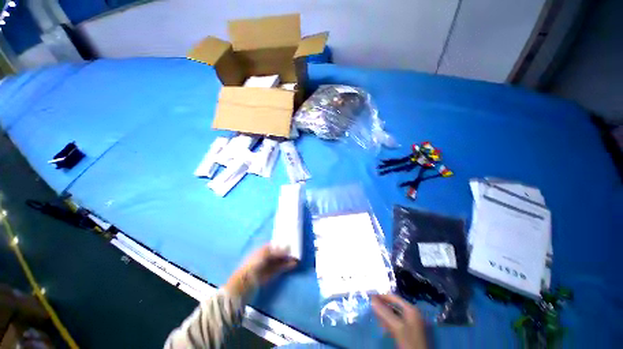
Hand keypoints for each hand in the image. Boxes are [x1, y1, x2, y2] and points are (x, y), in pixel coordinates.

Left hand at [225, 245, 296, 298]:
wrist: (244, 285)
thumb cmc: (252, 265)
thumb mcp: (264, 254)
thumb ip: (277, 251)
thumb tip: (288, 247)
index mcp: (261, 250)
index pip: (273, 245)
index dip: (281, 244)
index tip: (290, 243)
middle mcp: (265, 257)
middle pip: (277, 253)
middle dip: (286, 252)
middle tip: (296, 252)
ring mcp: (267, 266)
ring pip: (279, 261)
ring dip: (288, 260)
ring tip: (297, 259)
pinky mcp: (270, 275)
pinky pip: (280, 269)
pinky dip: (286, 266)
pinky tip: (293, 265)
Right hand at [371, 294, 426, 348]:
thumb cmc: (409, 341)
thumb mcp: (396, 326)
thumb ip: (384, 312)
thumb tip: (371, 299)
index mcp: (411, 309)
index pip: (393, 297)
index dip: (382, 296)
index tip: (370, 297)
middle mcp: (411, 313)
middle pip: (393, 305)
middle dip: (382, 306)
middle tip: (371, 306)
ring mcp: (410, 323)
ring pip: (393, 314)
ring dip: (384, 314)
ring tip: (375, 315)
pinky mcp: (408, 331)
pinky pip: (395, 322)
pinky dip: (388, 321)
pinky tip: (382, 325)